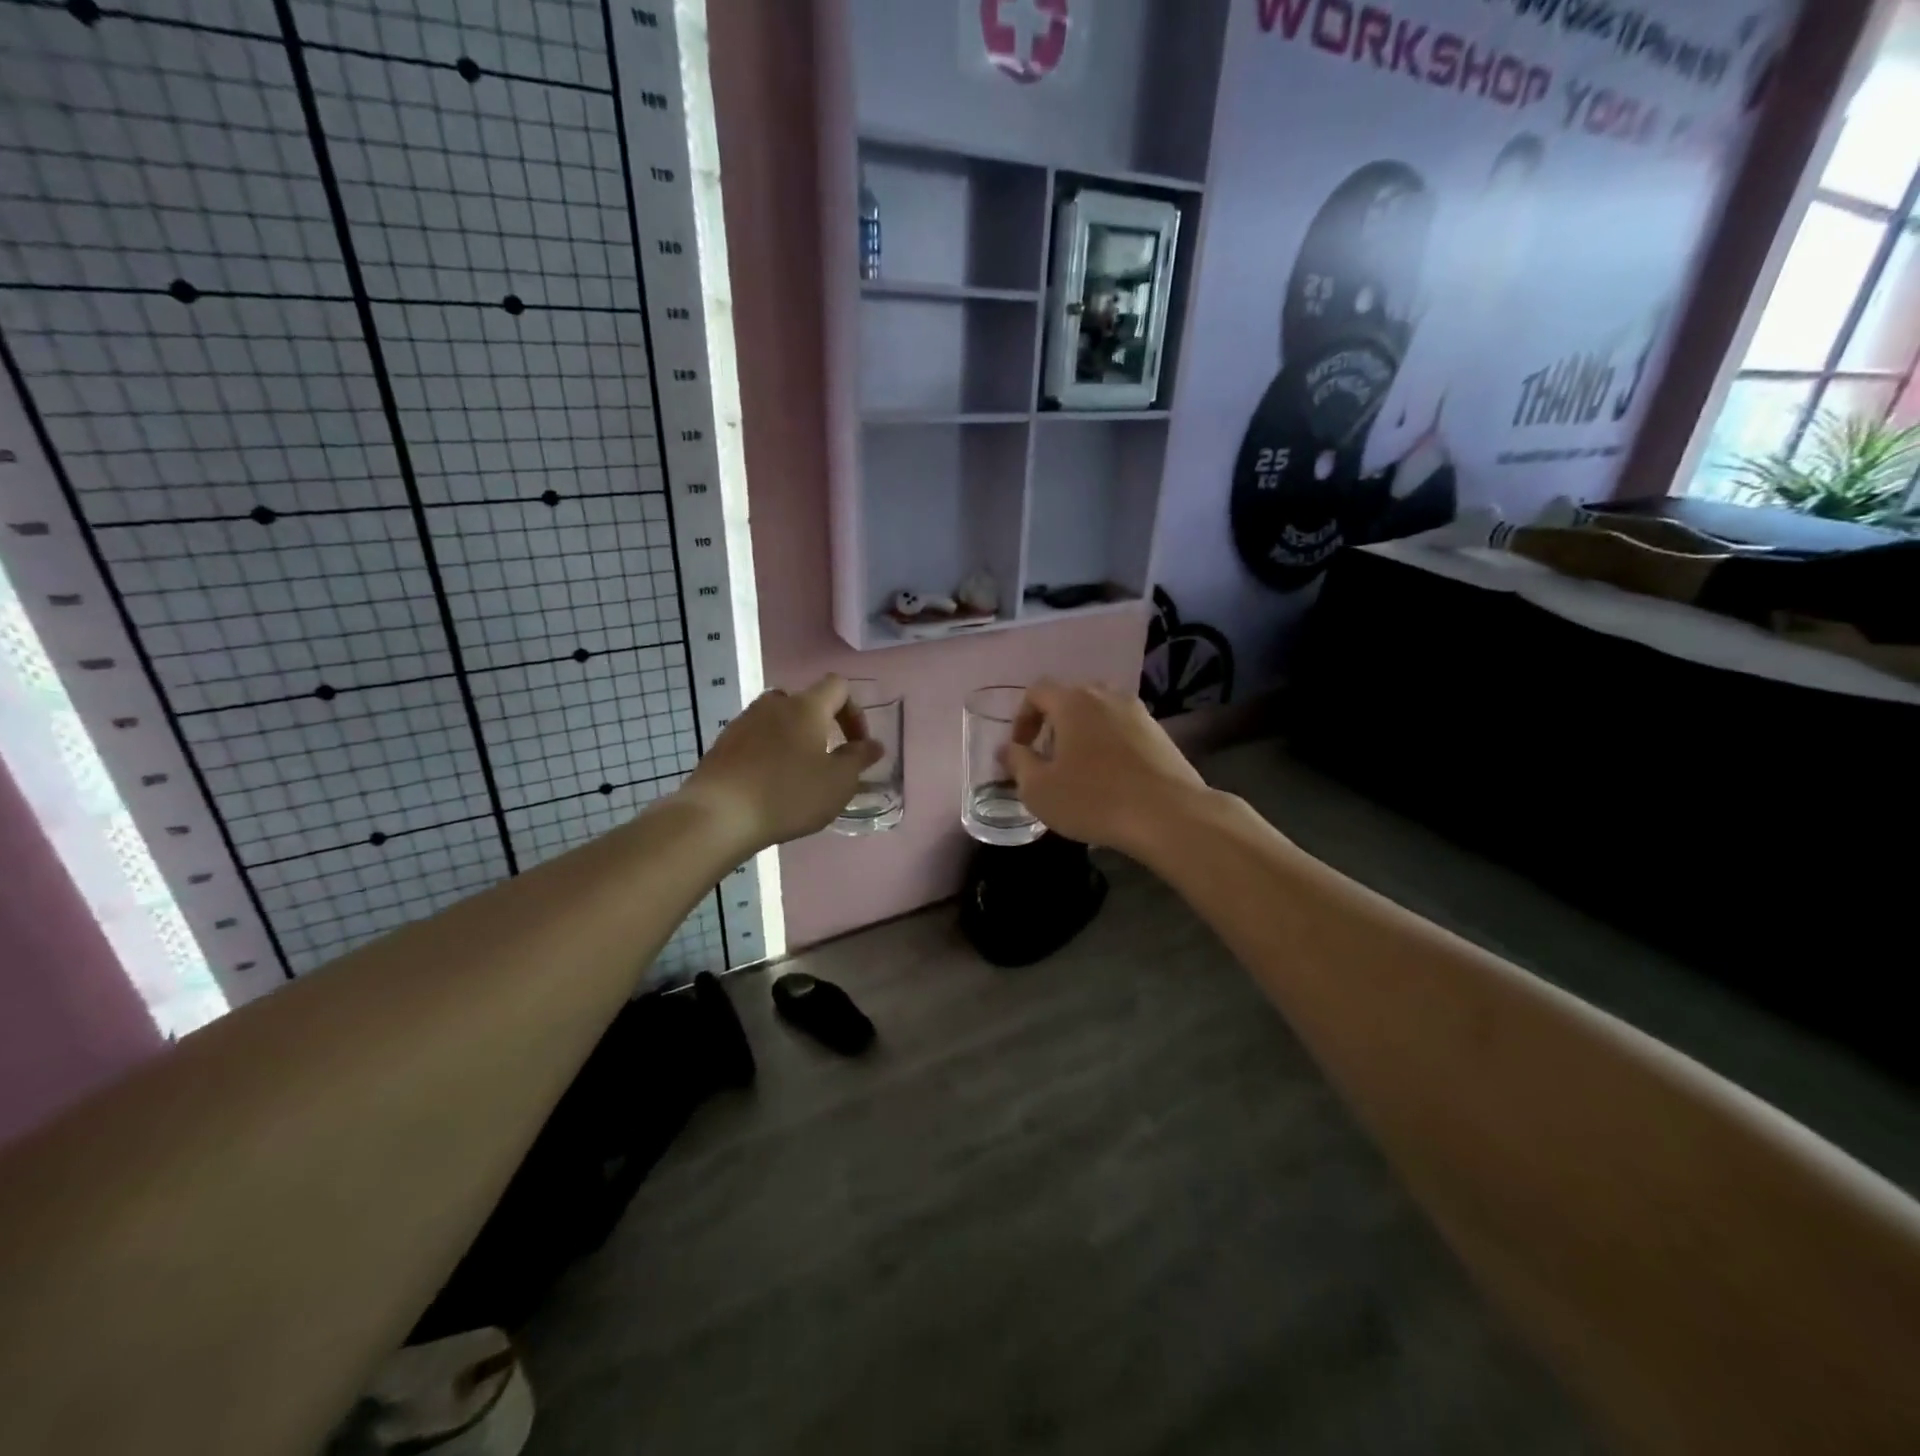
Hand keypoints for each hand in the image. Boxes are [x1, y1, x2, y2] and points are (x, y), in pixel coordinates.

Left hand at [679, 675, 882, 851]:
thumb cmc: (788, 794)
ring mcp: (743, 722)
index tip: (857, 745)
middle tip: (827, 757)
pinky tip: (769, 784)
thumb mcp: (838, 782)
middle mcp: (774, 705)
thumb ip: (859, 759)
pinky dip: (769, 753)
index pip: (838, 686)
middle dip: (822, 725)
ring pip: (777, 720)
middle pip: (805, 701)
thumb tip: (874, 744)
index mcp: (806, 707)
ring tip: (798, 773)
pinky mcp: (722, 744)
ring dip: (793, 739)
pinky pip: (755, 739)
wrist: (719, 815)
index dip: (855, 712)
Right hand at [1001, 680, 1207, 853]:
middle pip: (1071, 698)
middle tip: (1048, 758)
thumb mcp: (1039, 789)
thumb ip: (1017, 763)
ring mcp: (1138, 712)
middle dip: (1053, 724)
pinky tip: (1110, 778)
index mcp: (1073, 701)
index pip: (1037, 691)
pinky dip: (1109, 744)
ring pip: (1099, 713)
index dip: (1022, 718)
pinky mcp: (1160, 733)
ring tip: (1079, 769)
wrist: (1169, 815)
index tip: (1021, 749)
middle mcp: (1106, 695)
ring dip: (1083, 734)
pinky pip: (1123, 730)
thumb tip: (1008, 749)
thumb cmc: (1094, 799)